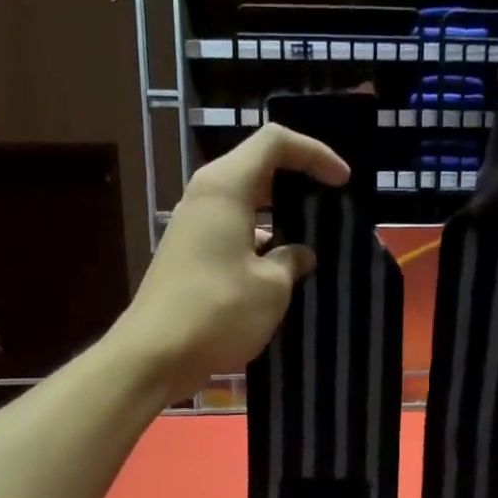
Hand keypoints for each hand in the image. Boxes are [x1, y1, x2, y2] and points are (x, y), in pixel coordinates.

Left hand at [112, 124, 349, 401]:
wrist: (155, 354)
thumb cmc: (218, 312)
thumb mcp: (271, 288)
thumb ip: (292, 261)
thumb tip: (301, 254)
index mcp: (225, 187)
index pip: (274, 142)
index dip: (314, 153)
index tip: (342, 181)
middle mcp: (204, 198)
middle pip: (257, 171)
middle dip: (296, 185)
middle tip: (328, 208)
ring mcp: (192, 230)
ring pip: (243, 208)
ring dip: (278, 221)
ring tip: (310, 246)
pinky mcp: (187, 259)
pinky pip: (231, 237)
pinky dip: (258, 246)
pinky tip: (279, 276)